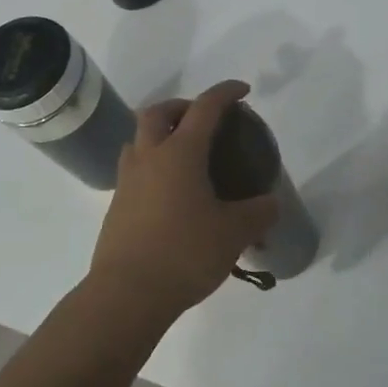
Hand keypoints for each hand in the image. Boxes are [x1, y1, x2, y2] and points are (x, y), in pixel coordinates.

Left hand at [87, 80, 279, 324]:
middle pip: (157, 113)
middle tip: (203, 119)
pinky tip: (172, 193)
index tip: (242, 91)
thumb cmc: (184, 253)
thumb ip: (259, 213)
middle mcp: (149, 158)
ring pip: (139, 140)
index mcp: (180, 153)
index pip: (204, 108)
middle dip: (181, 106)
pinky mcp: (117, 207)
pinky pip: (134, 170)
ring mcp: (128, 182)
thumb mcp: (234, 233)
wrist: (126, 295)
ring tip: (185, 154)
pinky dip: (153, 166)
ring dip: (160, 134)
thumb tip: (271, 204)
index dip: (225, 93)